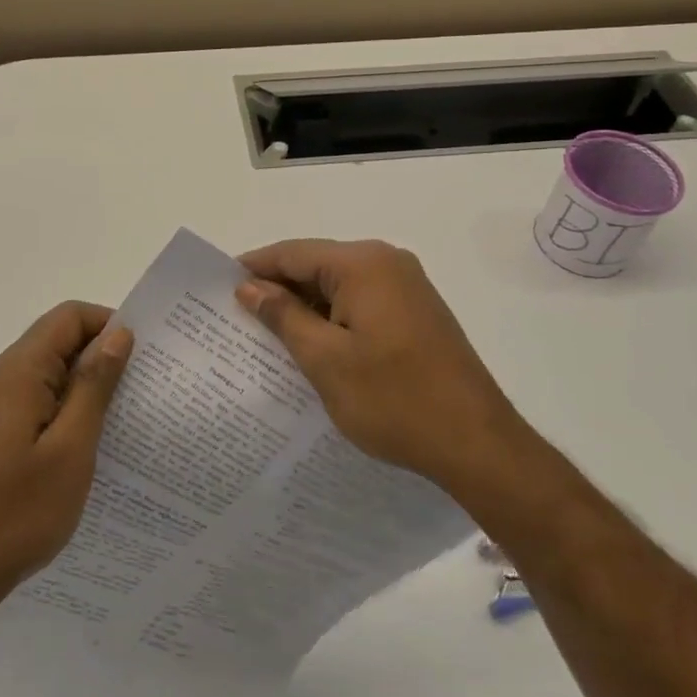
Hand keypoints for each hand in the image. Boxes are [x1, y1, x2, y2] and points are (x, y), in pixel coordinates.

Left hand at [0, 302, 132, 615]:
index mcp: (17, 371)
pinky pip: (35, 397)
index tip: (142, 357)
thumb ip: (94, 384)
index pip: (69, 316)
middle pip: (58, 340)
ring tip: (120, 419)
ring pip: (48, 371)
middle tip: (140, 390)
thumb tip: (118, 333)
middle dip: (101, 355)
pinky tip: (86, 443)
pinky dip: (65, 406)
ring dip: (85, 384)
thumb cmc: (18, 513)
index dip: (109, 324)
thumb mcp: (71, 448)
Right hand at [236, 239, 519, 490]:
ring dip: (305, 307)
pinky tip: (311, 346)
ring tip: (266, 335)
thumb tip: (250, 287)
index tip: (218, 287)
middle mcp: (387, 262)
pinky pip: (361, 302)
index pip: (293, 253)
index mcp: (364, 264)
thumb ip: (283, 316)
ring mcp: (407, 287)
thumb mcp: (325, 360)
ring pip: (339, 286)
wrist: (477, 443)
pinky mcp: (416, 312)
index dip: (254, 268)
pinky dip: (333, 318)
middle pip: (317, 265)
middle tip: (237, 316)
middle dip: (278, 289)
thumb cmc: (394, 400)